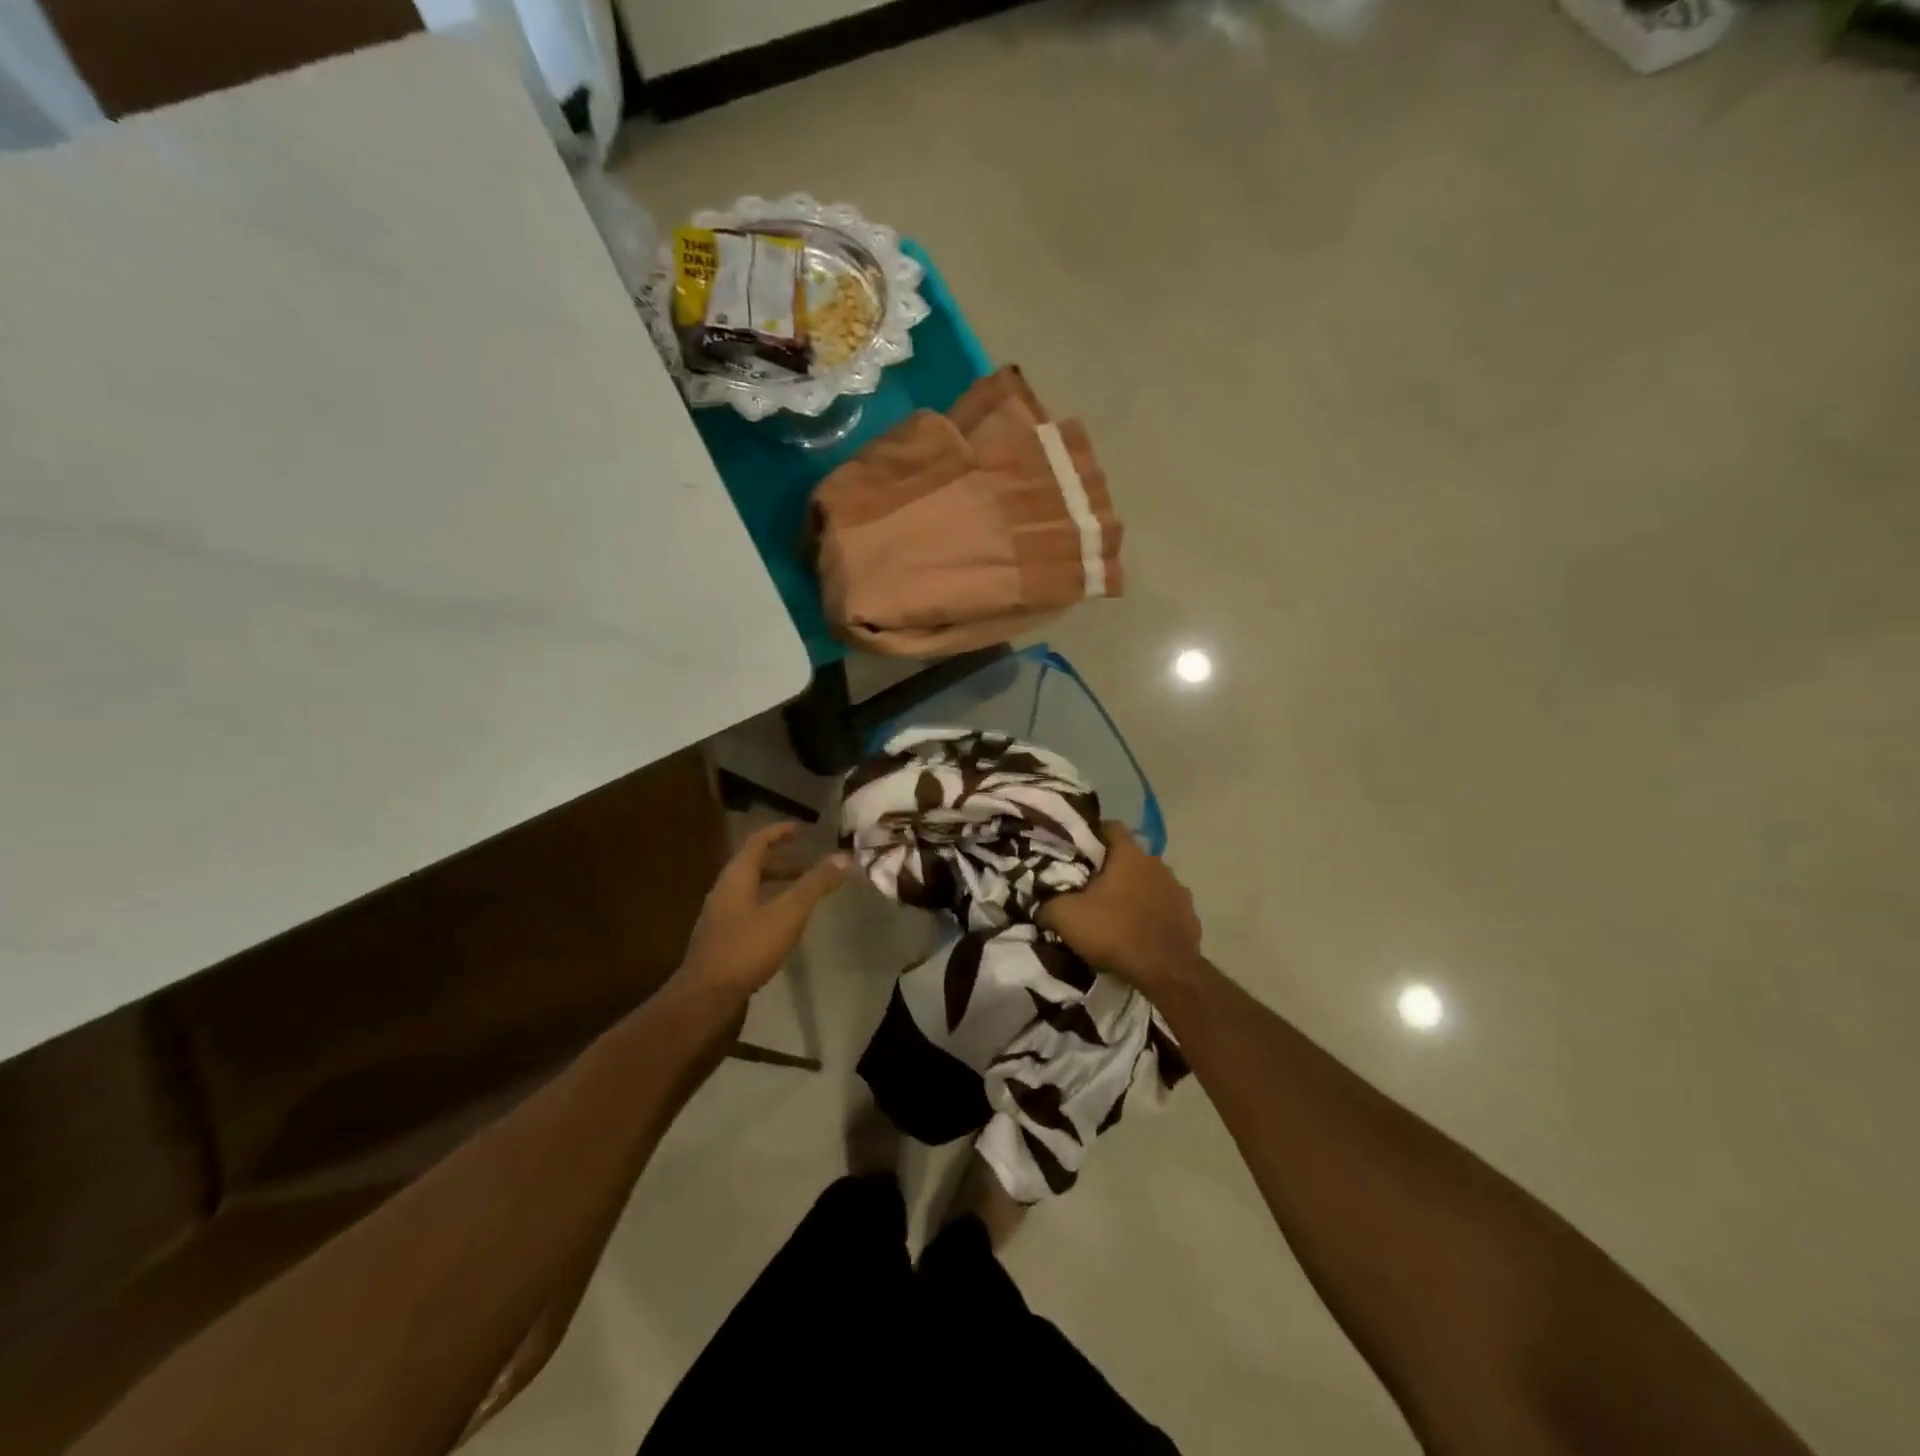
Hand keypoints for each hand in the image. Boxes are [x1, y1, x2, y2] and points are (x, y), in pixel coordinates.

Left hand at [678, 823, 848, 997]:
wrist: (705, 997)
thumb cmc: (746, 948)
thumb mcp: (787, 913)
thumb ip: (815, 884)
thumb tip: (844, 857)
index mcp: (736, 877)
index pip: (757, 842)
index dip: (779, 832)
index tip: (801, 829)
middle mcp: (724, 890)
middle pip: (754, 865)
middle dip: (783, 861)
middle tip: (810, 863)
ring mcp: (720, 916)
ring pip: (751, 889)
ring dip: (777, 884)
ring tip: (803, 893)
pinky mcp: (721, 939)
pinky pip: (748, 909)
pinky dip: (769, 905)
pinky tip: (784, 924)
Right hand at [1039, 822, 1202, 992]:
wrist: (1166, 972)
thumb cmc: (1114, 932)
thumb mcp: (1066, 918)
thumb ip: (1048, 905)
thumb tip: (1040, 906)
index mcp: (1129, 855)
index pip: (1111, 827)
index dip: (1093, 835)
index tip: (1078, 850)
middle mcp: (1157, 863)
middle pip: (1130, 857)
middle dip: (1113, 868)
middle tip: (1091, 886)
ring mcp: (1177, 888)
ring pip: (1150, 881)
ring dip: (1135, 891)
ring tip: (1117, 912)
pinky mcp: (1190, 915)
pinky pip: (1165, 906)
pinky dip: (1153, 913)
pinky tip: (1140, 931)